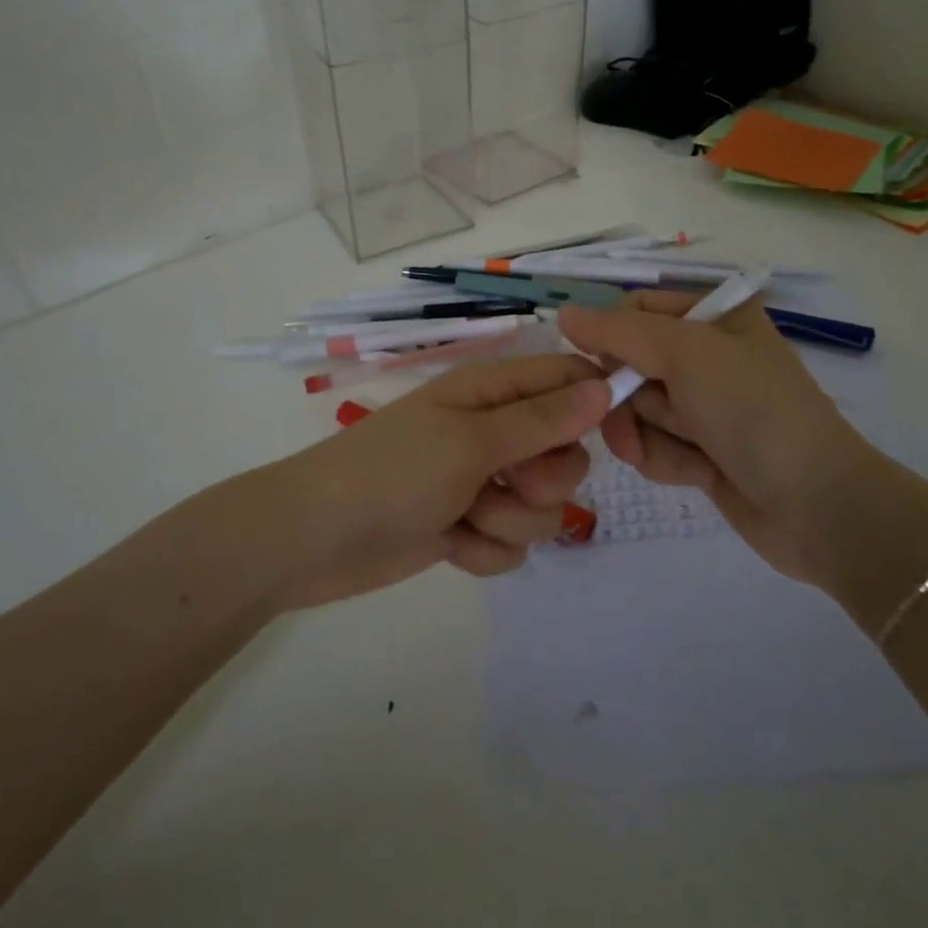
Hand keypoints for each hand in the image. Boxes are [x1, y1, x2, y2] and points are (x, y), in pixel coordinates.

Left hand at [259, 354, 608, 607]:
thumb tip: (604, 385)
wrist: (316, 539)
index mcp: (492, 391)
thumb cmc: (394, 471)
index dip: (595, 401)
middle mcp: (493, 431)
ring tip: (466, 517)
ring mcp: (481, 481)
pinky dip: (485, 549)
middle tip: (508, 480)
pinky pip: (511, 542)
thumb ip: (542, 419)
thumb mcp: (472, 439)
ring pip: (542, 506)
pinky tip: (451, 545)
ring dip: (510, 519)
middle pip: (565, 452)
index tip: (610, 433)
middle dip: (546, 478)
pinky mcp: (469, 526)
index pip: (566, 378)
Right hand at [559, 292, 889, 591]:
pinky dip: (668, 459)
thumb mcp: (686, 354)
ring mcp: (705, 404)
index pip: (635, 310)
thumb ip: (618, 332)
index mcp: (714, 315)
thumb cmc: (753, 411)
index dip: (610, 338)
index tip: (599, 367)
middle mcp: (707, 354)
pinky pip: (654, 444)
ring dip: (650, 435)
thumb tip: (564, 313)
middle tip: (638, 420)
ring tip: (690, 452)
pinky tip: (700, 473)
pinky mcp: (702, 448)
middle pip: (628, 364)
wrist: (815, 505)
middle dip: (630, 399)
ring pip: (636, 409)